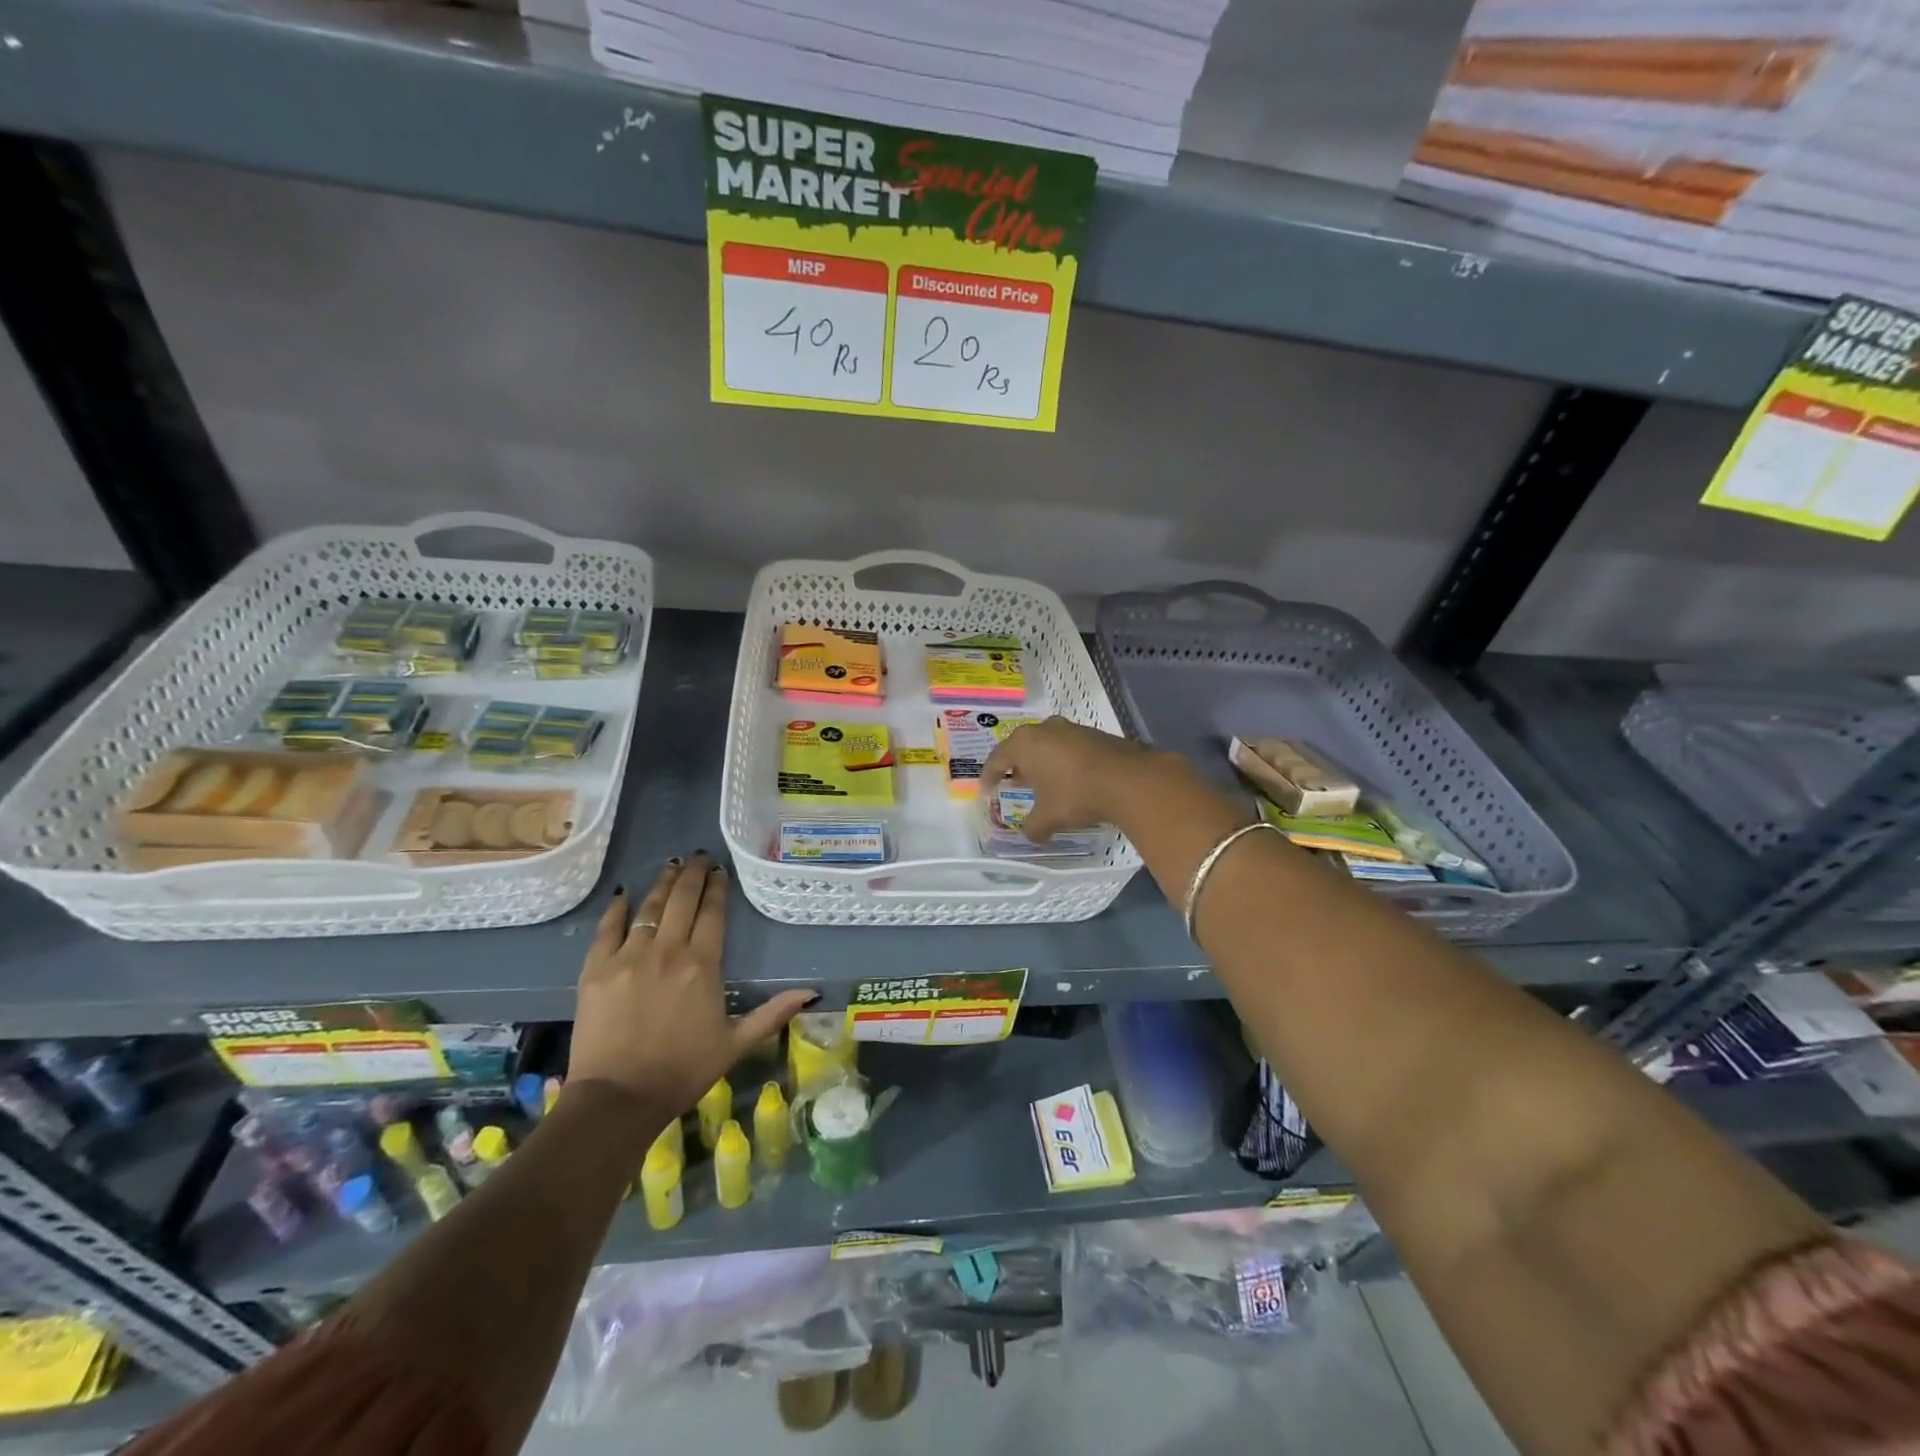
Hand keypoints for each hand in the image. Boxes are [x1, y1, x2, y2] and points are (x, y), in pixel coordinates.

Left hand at [568, 855, 813, 1114]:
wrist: (618, 1099)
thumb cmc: (683, 1071)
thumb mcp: (735, 1044)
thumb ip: (772, 1013)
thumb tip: (812, 992)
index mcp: (702, 965)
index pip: (712, 914)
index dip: (717, 889)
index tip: (720, 872)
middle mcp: (667, 951)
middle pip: (681, 900)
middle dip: (693, 875)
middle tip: (699, 857)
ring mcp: (628, 957)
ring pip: (648, 908)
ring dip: (662, 883)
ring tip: (672, 865)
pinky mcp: (596, 970)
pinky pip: (607, 929)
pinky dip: (617, 909)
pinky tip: (625, 894)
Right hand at [978, 717, 1154, 841]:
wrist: (1129, 780)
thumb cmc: (1076, 795)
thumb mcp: (1048, 818)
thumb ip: (1033, 827)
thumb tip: (1030, 835)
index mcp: (1024, 744)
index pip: (997, 758)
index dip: (989, 776)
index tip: (987, 790)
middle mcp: (1044, 729)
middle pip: (1022, 747)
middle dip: (1017, 766)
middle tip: (1015, 783)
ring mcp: (1072, 728)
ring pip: (1047, 744)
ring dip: (1042, 762)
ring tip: (1043, 782)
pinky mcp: (1095, 734)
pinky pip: (1069, 747)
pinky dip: (1064, 761)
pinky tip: (1070, 779)